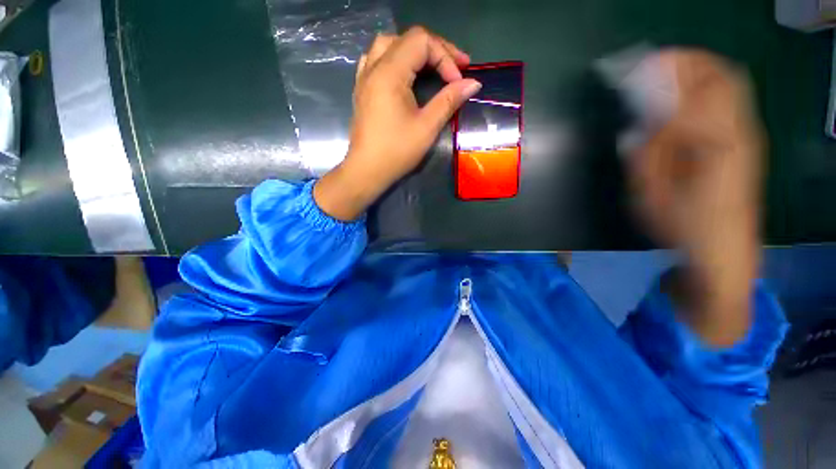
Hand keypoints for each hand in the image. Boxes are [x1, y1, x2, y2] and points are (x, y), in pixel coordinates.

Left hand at [314, 27, 481, 220]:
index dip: (445, 56)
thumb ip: (449, 100)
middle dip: (435, 50)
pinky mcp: (362, 90)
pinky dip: (396, 60)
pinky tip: (404, 75)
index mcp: (389, 73)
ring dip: (414, 51)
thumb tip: (473, 83)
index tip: (457, 81)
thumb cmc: (396, 152)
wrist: (367, 171)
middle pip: (407, 39)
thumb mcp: (426, 127)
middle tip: (454, 68)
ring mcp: (364, 78)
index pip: (421, 42)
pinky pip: (377, 60)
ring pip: (390, 45)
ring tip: (431, 67)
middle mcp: (373, 67)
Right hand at [631, 50, 762, 345]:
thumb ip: (643, 158)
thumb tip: (634, 129)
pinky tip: (684, 100)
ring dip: (697, 72)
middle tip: (652, 66)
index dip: (662, 75)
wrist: (724, 251)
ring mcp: (746, 134)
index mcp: (714, 145)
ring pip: (728, 83)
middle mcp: (738, 130)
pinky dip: (707, 88)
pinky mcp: (746, 141)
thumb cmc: (683, 227)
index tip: (635, 70)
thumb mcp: (651, 196)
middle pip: (721, 76)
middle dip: (686, 62)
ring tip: (666, 78)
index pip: (692, 91)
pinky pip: (729, 99)